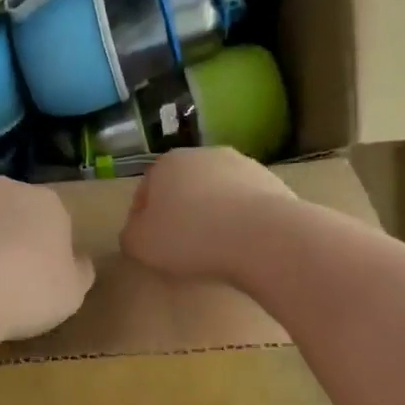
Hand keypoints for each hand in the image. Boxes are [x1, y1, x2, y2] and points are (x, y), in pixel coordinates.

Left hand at [0, 176, 95, 341]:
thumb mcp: (72, 294)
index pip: (56, 220)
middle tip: (4, 280)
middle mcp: (5, 187)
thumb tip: (81, 261)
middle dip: (10, 237)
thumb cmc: (25, 293)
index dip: (49, 250)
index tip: (40, 280)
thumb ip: (80, 272)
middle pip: (12, 211)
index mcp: (48, 203)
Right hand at [121, 148, 298, 283]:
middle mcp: (205, 155)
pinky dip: (242, 221)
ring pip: (218, 194)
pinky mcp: (273, 182)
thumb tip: (138, 231)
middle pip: (184, 188)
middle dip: (182, 213)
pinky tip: (243, 245)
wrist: (263, 236)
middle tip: (183, 248)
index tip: (150, 244)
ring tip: (216, 249)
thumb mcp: (141, 244)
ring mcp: (243, 165)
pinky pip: (246, 205)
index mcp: (167, 163)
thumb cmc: (190, 238)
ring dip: (214, 215)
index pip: (146, 190)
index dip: (144, 219)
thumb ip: (131, 235)